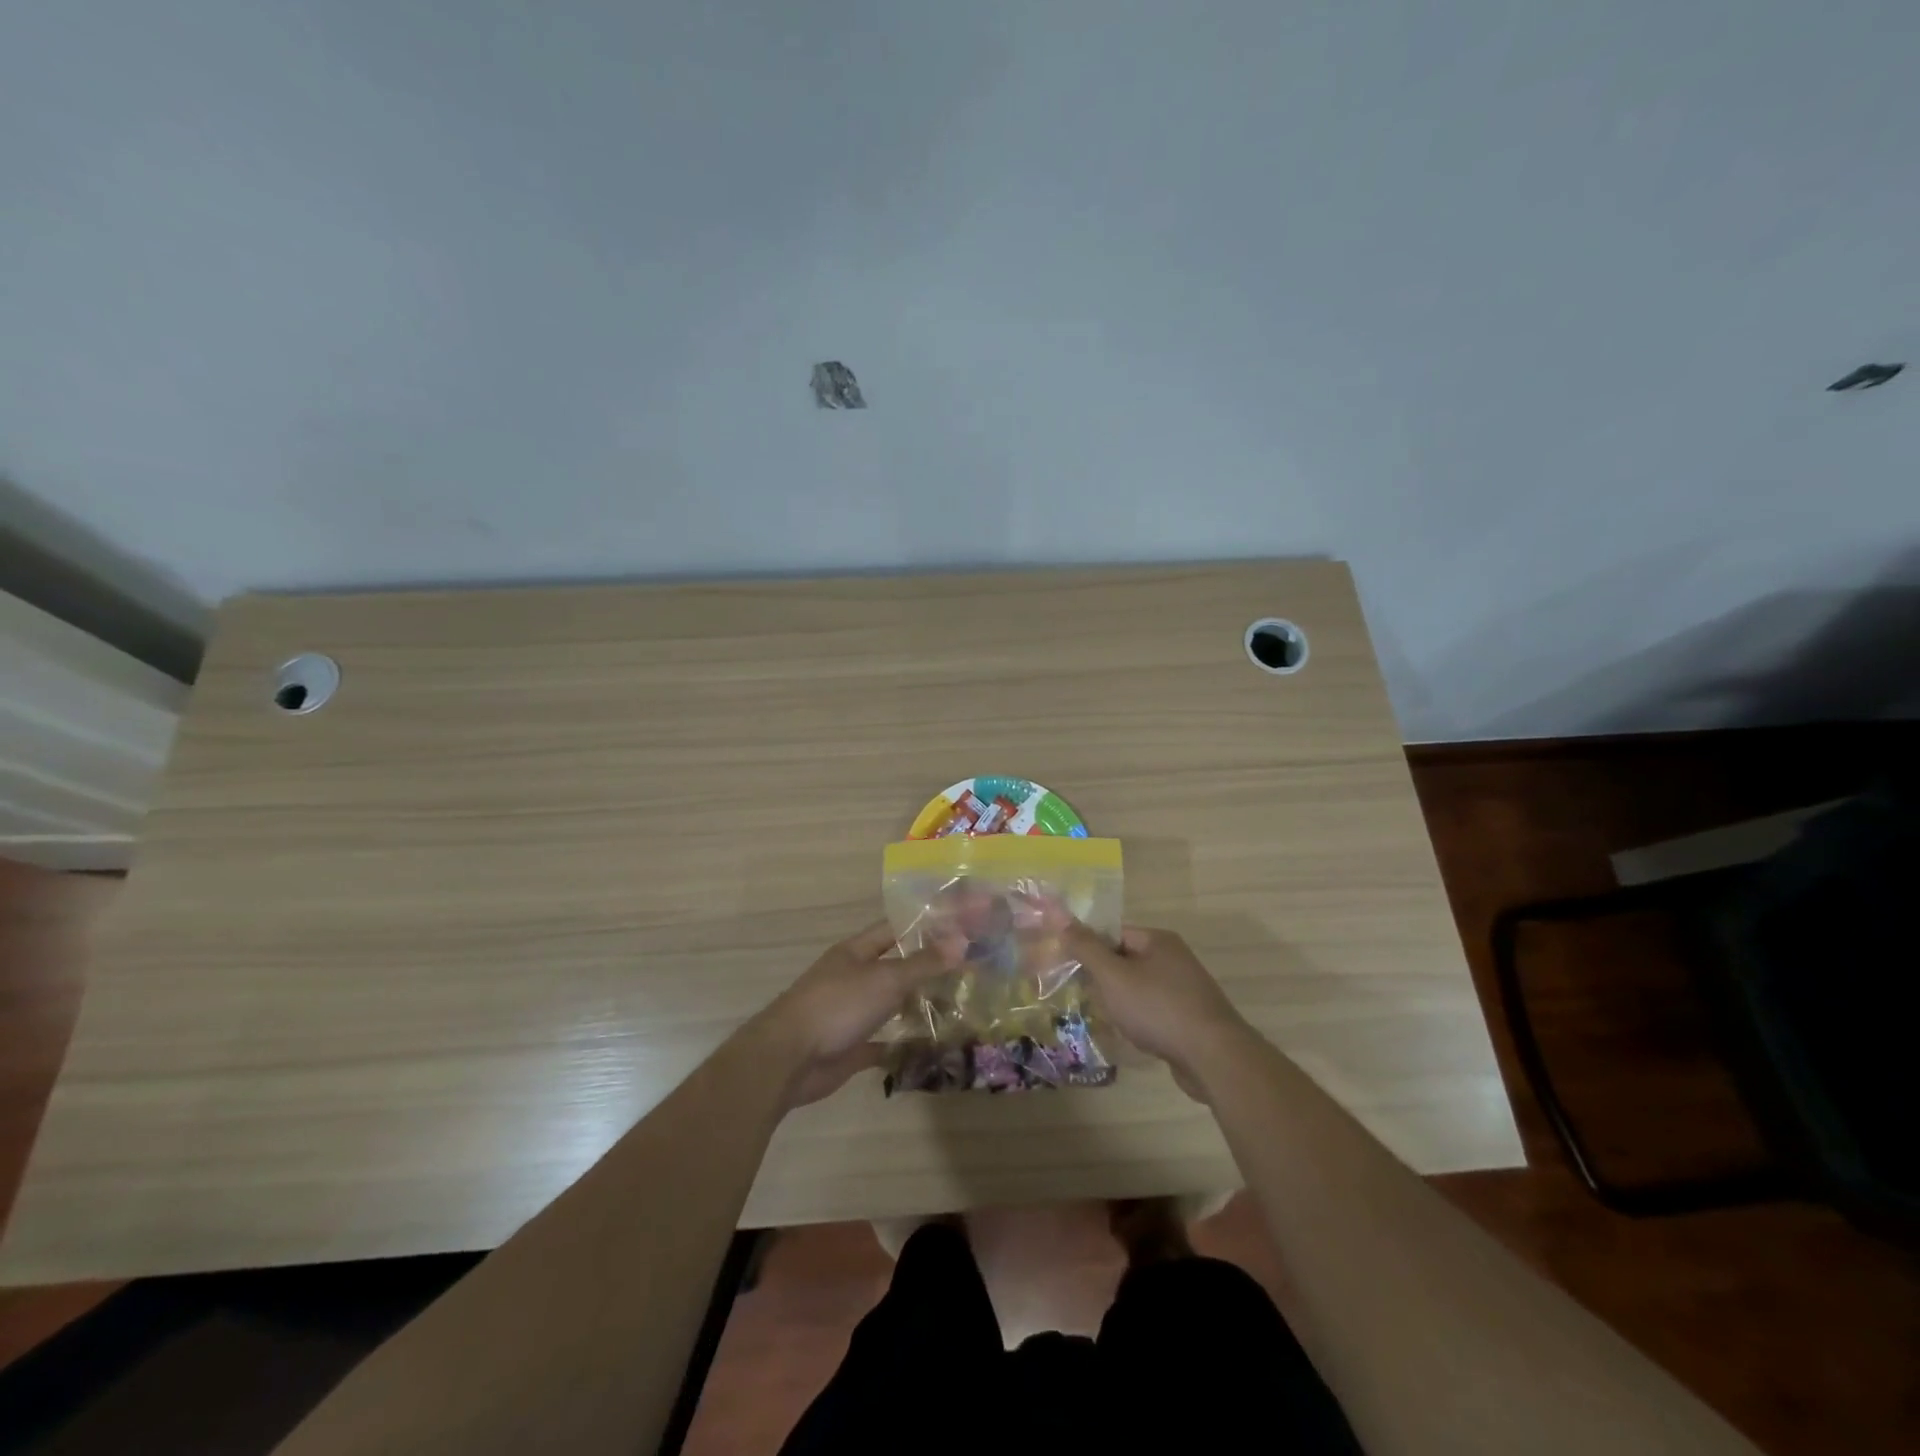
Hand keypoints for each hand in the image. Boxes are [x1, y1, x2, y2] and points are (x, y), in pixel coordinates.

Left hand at [756, 921, 945, 1108]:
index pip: (895, 930)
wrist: (790, 1058)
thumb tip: (962, 940)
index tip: (959, 930)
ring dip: (918, 1006)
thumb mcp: (885, 978)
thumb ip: (924, 963)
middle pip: (896, 968)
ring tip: (960, 1007)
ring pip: (891, 1004)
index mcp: (856, 952)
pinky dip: (905, 1044)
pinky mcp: (851, 1047)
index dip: (924, 928)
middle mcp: (853, 978)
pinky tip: (934, 1046)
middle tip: (969, 972)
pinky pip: (884, 1042)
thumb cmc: (837, 1006)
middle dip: (928, 970)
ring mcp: (851, 1013)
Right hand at [1064, 923, 1253, 1095]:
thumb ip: (1086, 948)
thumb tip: (1061, 918)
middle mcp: (1174, 958)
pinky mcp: (1190, 1018)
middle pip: (1125, 960)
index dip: (1089, 947)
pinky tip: (1130, 1036)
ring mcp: (1185, 989)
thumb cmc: (1158, 1008)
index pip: (1113, 933)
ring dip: (1119, 1001)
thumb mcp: (1113, 975)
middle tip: (1081, 995)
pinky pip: (1154, 1010)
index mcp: (1158, 940)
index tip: (1068, 966)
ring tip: (1103, 1018)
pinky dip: (1139, 1019)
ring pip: (1139, 988)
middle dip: (1103, 978)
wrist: (1213, 1058)